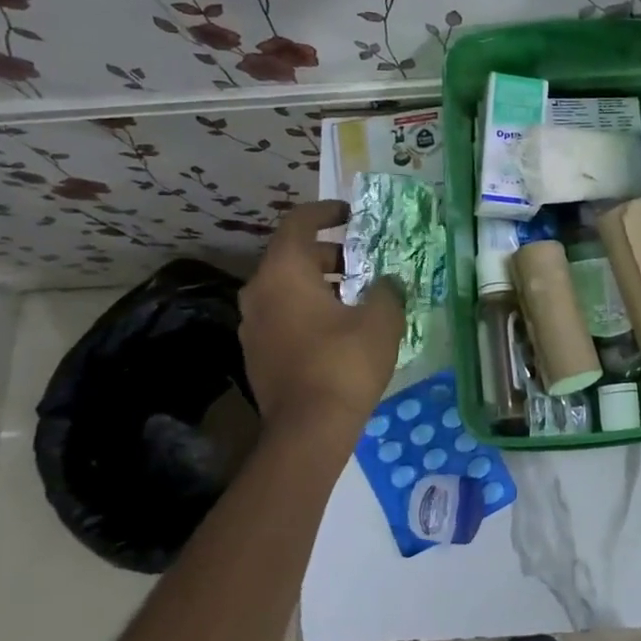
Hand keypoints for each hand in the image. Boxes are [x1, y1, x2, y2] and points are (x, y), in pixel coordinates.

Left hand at [239, 200, 403, 427]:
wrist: (308, 429)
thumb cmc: (344, 362)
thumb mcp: (381, 320)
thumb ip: (387, 290)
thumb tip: (387, 282)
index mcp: (284, 272)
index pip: (299, 223)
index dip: (326, 211)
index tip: (351, 214)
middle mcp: (259, 291)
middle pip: (292, 255)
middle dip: (329, 252)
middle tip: (363, 261)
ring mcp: (253, 325)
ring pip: (286, 287)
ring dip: (320, 283)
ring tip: (357, 296)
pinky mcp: (257, 353)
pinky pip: (283, 314)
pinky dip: (308, 308)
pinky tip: (339, 328)